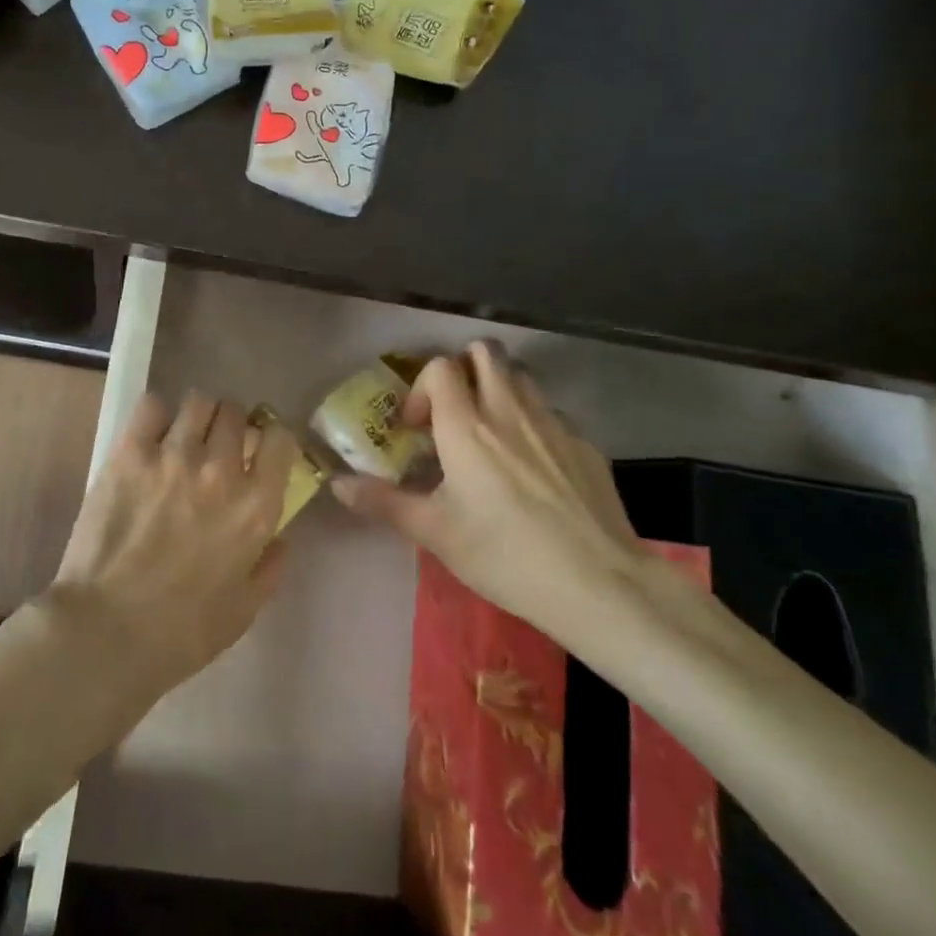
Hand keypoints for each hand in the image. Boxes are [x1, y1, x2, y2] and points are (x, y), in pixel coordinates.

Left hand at [48, 391, 296, 706]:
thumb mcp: (244, 610)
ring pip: (198, 402)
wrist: (107, 631)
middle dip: (231, 425)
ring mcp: (173, 456)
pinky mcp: (129, 452)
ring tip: (183, 436)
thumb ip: (270, 567)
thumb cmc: (182, 632)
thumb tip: (280, 537)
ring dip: (197, 416)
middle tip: (216, 446)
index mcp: (256, 507)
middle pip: (236, 413)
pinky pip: (152, 406)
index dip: (272, 439)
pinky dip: (157, 415)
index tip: (260, 450)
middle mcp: (221, 470)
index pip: (281, 439)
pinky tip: (150, 437)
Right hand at [333, 341, 649, 640]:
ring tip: (493, 433)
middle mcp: (508, 410)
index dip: (423, 388)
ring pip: (522, 376)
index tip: (419, 429)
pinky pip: (553, 414)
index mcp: (466, 426)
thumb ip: (384, 502)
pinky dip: (535, 424)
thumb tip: (337, 484)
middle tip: (455, 411)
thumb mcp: (435, 533)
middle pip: (485, 351)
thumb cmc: (504, 555)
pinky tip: (537, 469)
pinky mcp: (586, 444)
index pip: (440, 367)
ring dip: (500, 389)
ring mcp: (553, 423)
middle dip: (464, 368)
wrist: (598, 583)